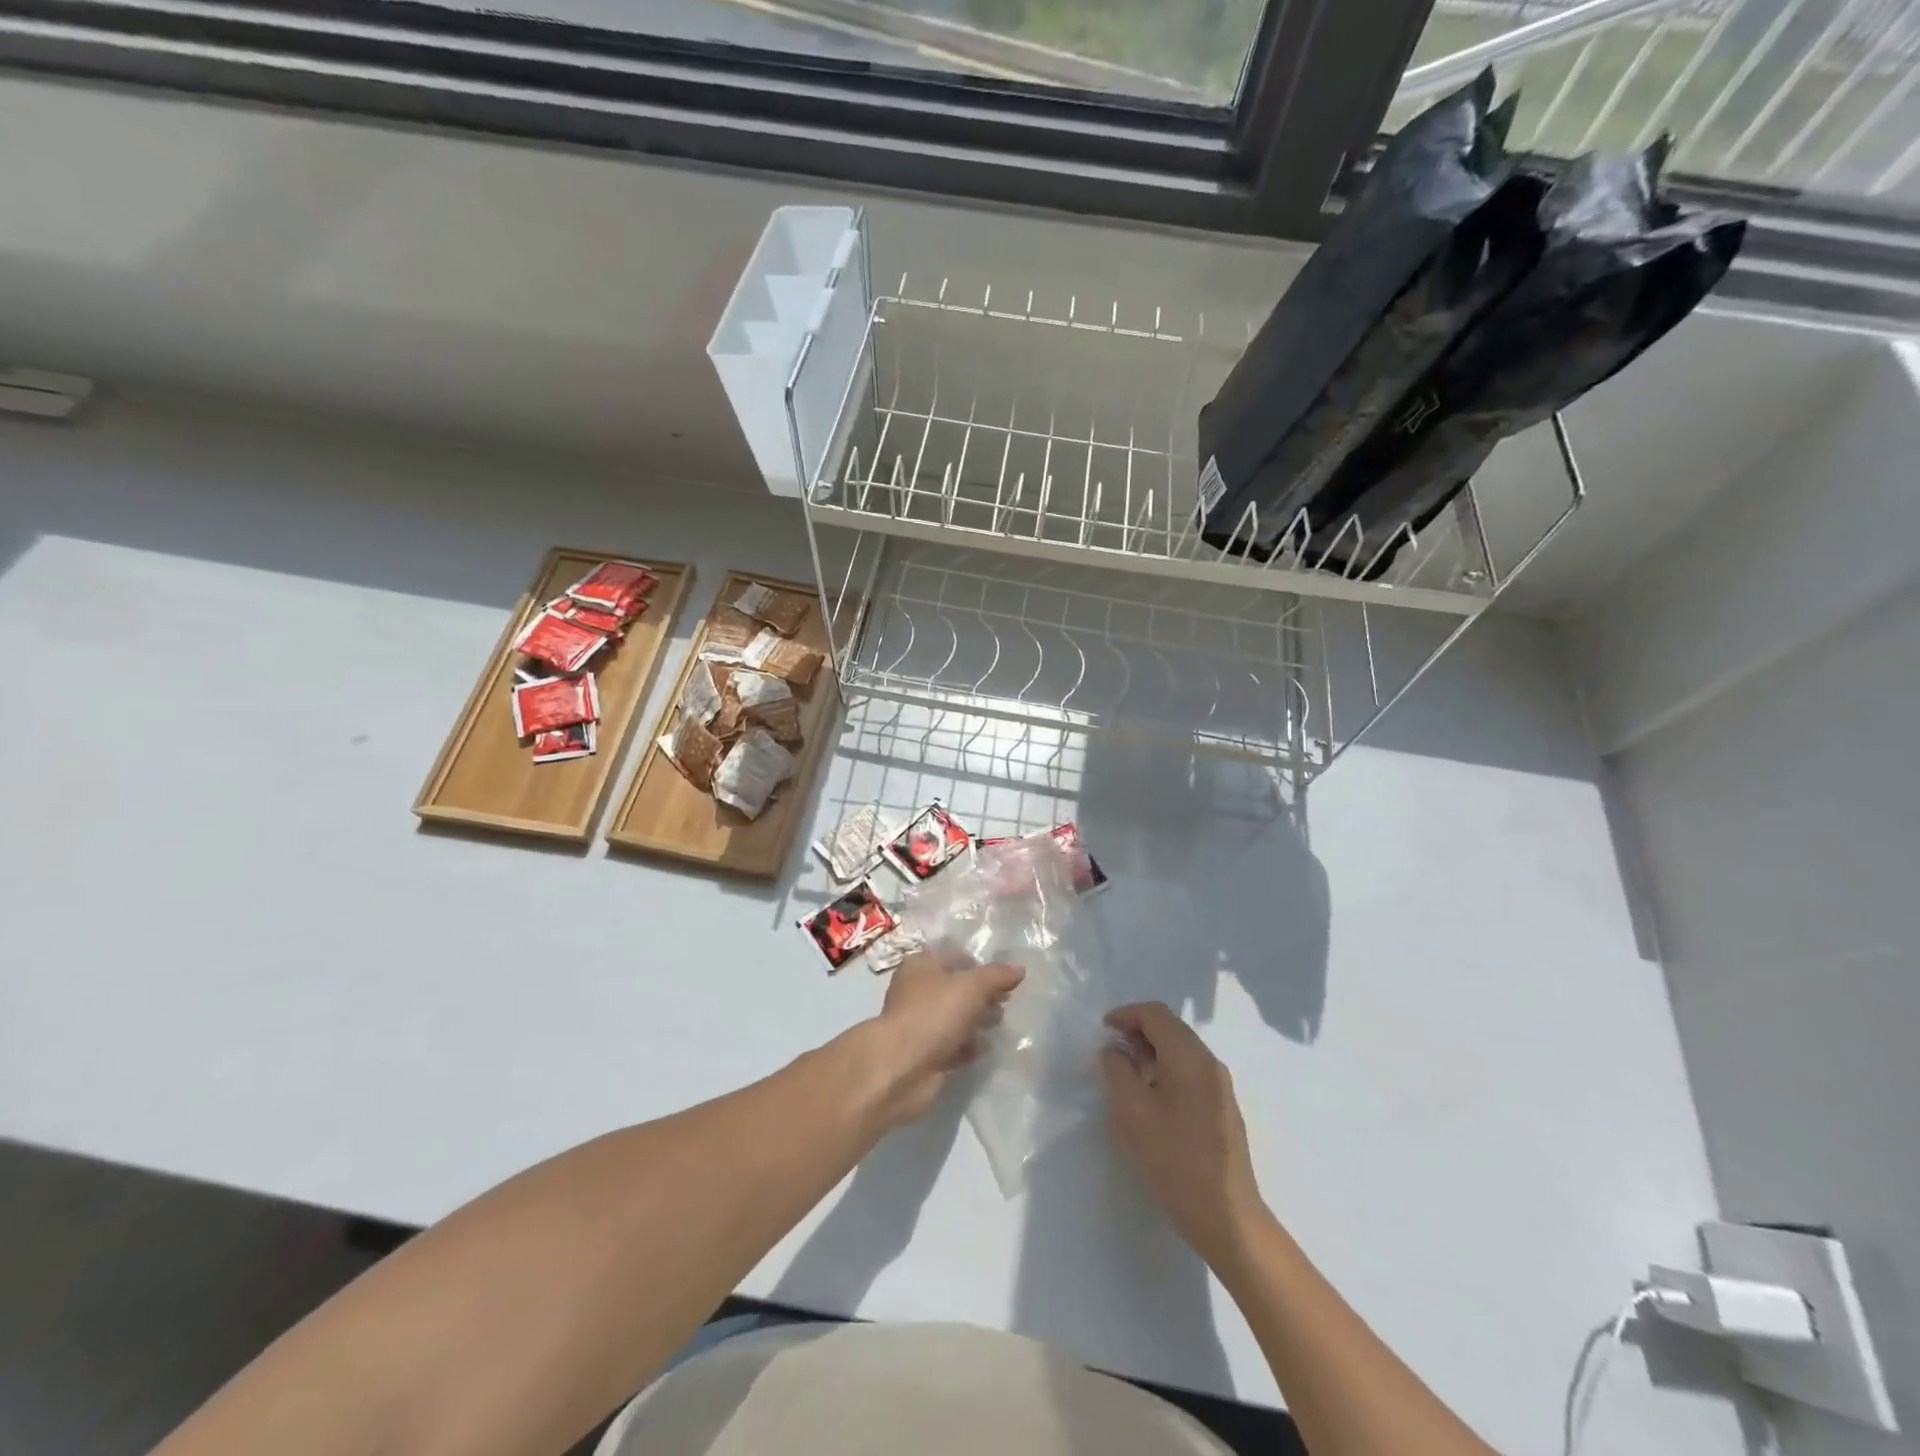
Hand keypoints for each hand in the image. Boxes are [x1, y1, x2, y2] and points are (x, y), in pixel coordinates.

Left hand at [853, 947, 1023, 1128]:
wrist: (902, 1067)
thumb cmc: (934, 1013)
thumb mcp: (971, 986)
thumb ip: (997, 976)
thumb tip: (1019, 969)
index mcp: (921, 966)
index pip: (955, 957)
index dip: (980, 966)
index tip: (1004, 980)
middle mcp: (917, 991)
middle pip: (956, 988)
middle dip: (982, 995)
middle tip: (1005, 1003)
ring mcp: (920, 1024)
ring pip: (955, 1017)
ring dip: (978, 1021)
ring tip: (999, 1025)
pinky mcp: (925, 1053)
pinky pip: (953, 1044)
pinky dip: (968, 1045)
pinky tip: (985, 1048)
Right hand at [1101, 1002, 1266, 1270]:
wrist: (1227, 1218)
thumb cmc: (1174, 1161)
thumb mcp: (1132, 1113)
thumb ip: (1118, 1072)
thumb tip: (1115, 1051)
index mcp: (1189, 1057)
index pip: (1156, 1014)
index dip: (1126, 1014)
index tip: (1103, 1029)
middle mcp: (1209, 1063)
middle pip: (1171, 1028)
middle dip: (1138, 1032)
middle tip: (1111, 1051)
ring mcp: (1220, 1087)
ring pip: (1181, 1051)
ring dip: (1152, 1052)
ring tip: (1126, 1075)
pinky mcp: (1223, 1109)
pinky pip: (1190, 1072)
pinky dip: (1166, 1070)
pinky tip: (1151, 1098)